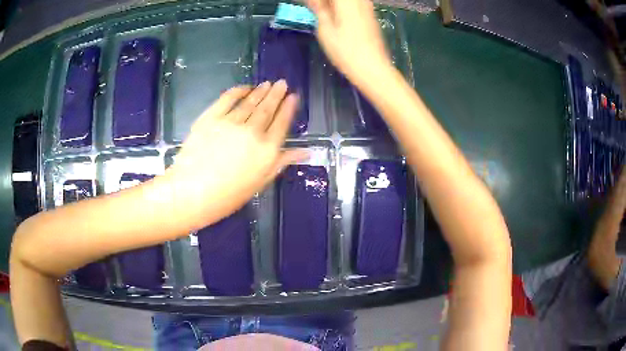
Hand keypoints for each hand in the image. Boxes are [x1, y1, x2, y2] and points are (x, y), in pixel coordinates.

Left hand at [160, 81, 306, 229]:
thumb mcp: (260, 182)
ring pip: (250, 102)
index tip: (293, 96)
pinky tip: (245, 87)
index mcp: (267, 149)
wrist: (192, 192)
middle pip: (267, 108)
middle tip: (282, 83)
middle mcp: (252, 131)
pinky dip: (238, 91)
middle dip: (276, 94)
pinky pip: (227, 98)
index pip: (282, 123)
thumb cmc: (228, 195)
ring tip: (267, 84)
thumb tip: (305, 151)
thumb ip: (282, 162)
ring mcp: (231, 122)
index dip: (288, 108)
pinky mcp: (211, 117)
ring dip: (260, 91)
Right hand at [306, 0, 393, 83]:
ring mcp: (367, 6)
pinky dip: (341, 7)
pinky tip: (335, 17)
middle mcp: (359, 1)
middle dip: (325, 3)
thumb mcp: (325, 30)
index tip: (308, 6)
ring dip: (332, 5)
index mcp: (347, 2)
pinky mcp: (370, 14)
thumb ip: (319, 9)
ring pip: (346, 1)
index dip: (318, 2)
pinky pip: (354, 4)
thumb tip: (311, 0)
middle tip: (315, 11)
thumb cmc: (346, 51)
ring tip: (323, 14)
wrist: (373, 69)